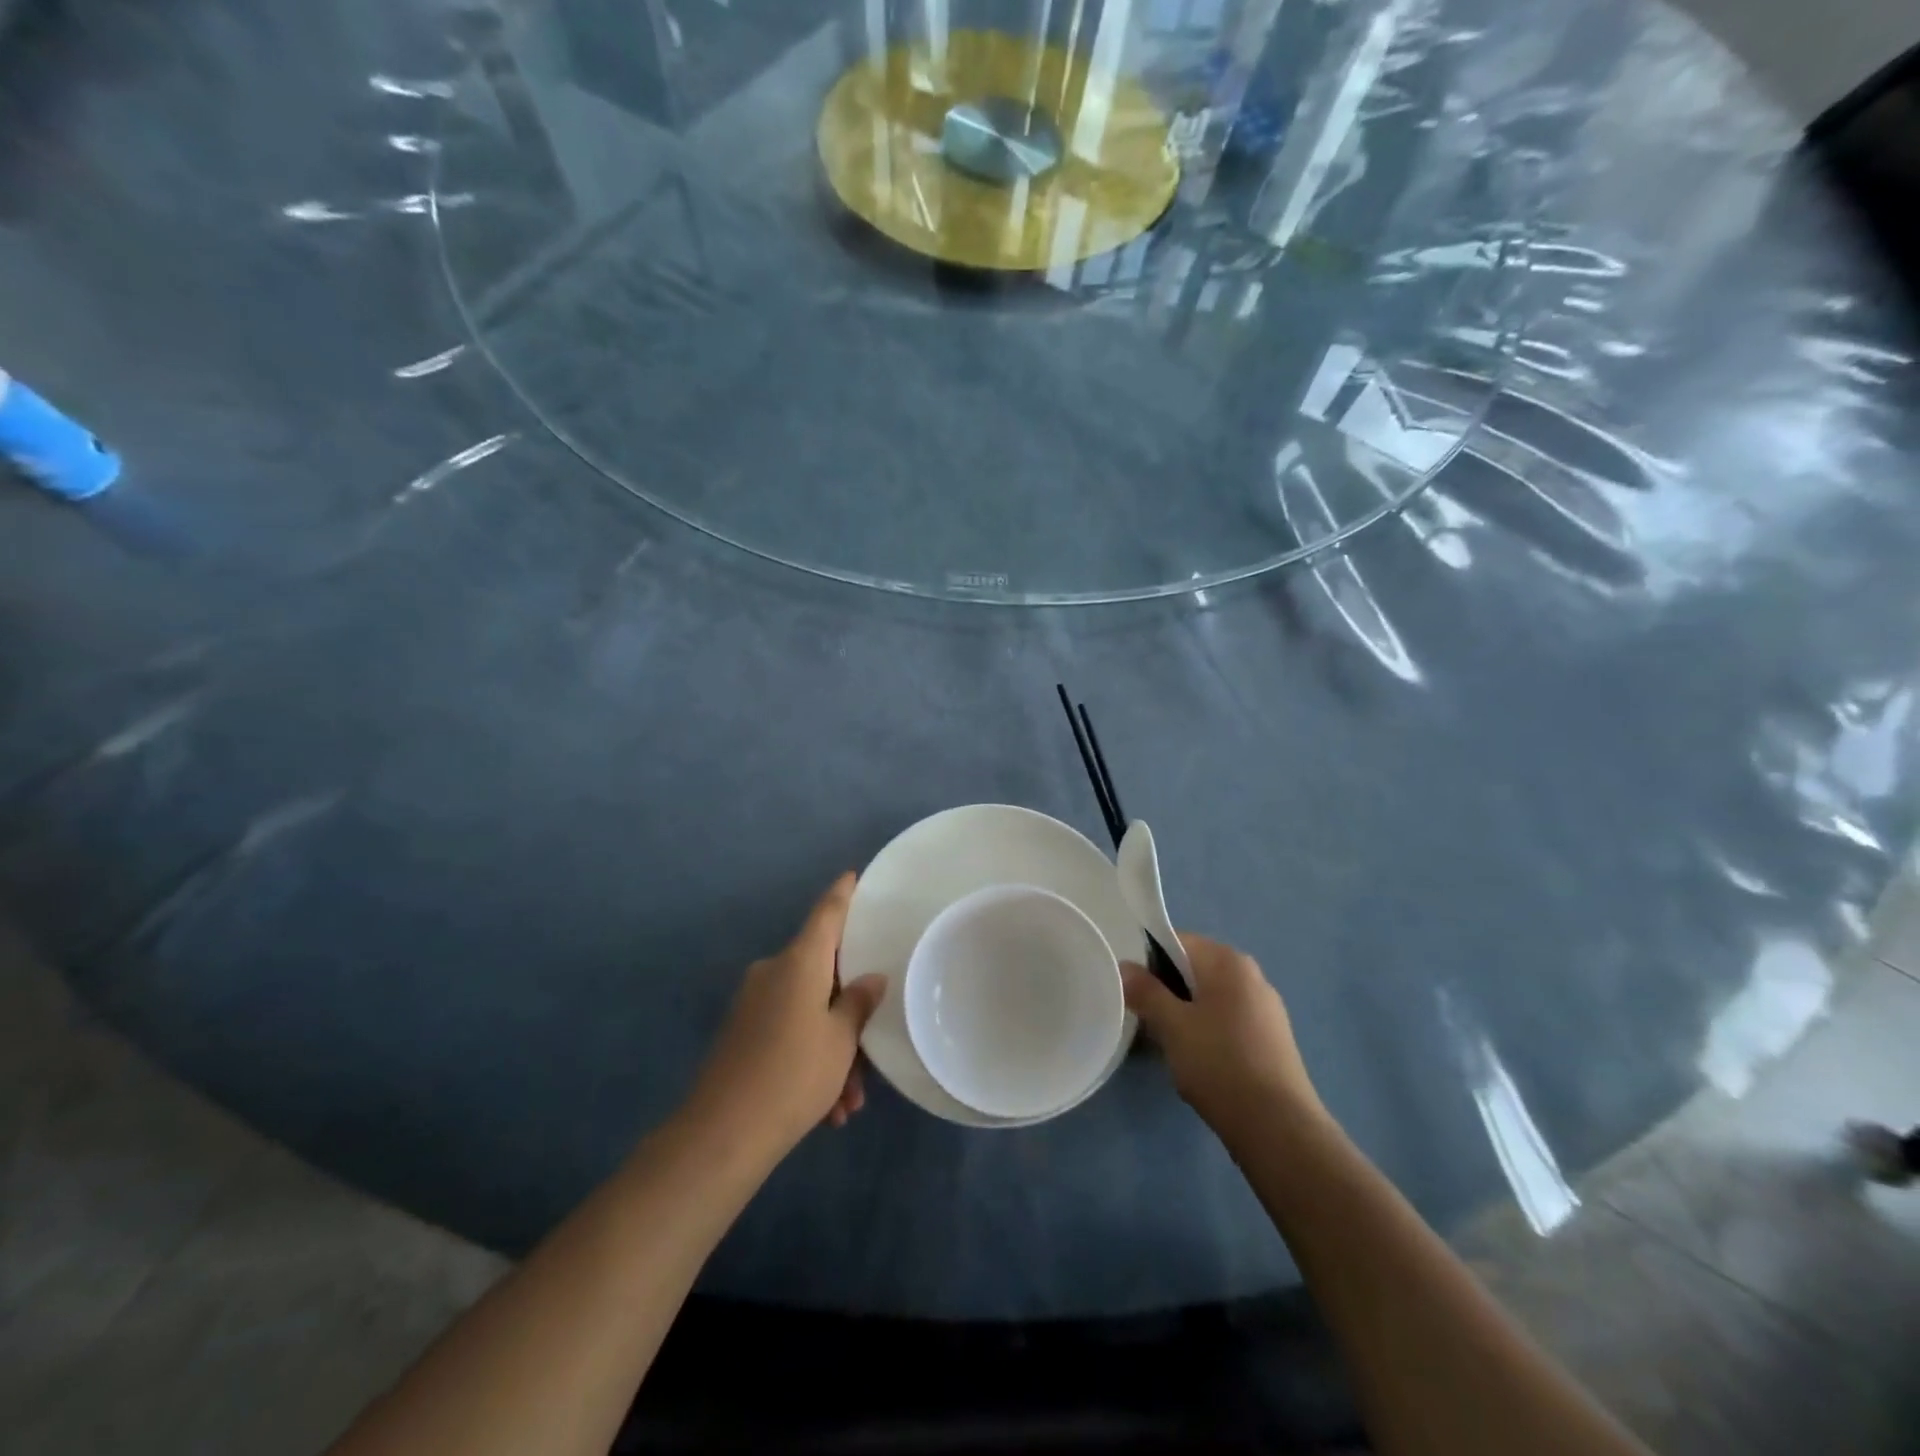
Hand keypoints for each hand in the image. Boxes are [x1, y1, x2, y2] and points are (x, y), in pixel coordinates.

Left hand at [687, 873, 887, 1159]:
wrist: (721, 1134)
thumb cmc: (793, 1075)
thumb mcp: (840, 1040)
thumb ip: (858, 1003)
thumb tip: (870, 978)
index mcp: (799, 961)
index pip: (827, 913)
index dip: (843, 893)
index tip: (854, 875)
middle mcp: (774, 972)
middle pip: (822, 973)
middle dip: (849, 1011)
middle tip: (871, 1051)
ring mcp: (754, 1002)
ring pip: (808, 1011)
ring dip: (832, 1048)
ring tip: (848, 1101)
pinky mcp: (742, 1032)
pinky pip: (788, 1031)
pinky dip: (810, 1059)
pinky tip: (827, 1108)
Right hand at [1123, 934, 1322, 1140]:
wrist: (1278, 1128)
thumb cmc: (1219, 1064)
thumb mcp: (1172, 1026)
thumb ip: (1145, 991)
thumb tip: (1125, 967)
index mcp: (1228, 961)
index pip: (1177, 941)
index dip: (1148, 962)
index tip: (1134, 992)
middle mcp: (1251, 975)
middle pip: (1194, 969)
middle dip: (1167, 990)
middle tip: (1148, 1021)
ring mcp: (1266, 1008)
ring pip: (1210, 997)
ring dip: (1186, 1014)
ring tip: (1171, 1045)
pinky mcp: (1273, 1039)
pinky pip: (1228, 1020)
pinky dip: (1209, 1032)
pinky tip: (1200, 1062)